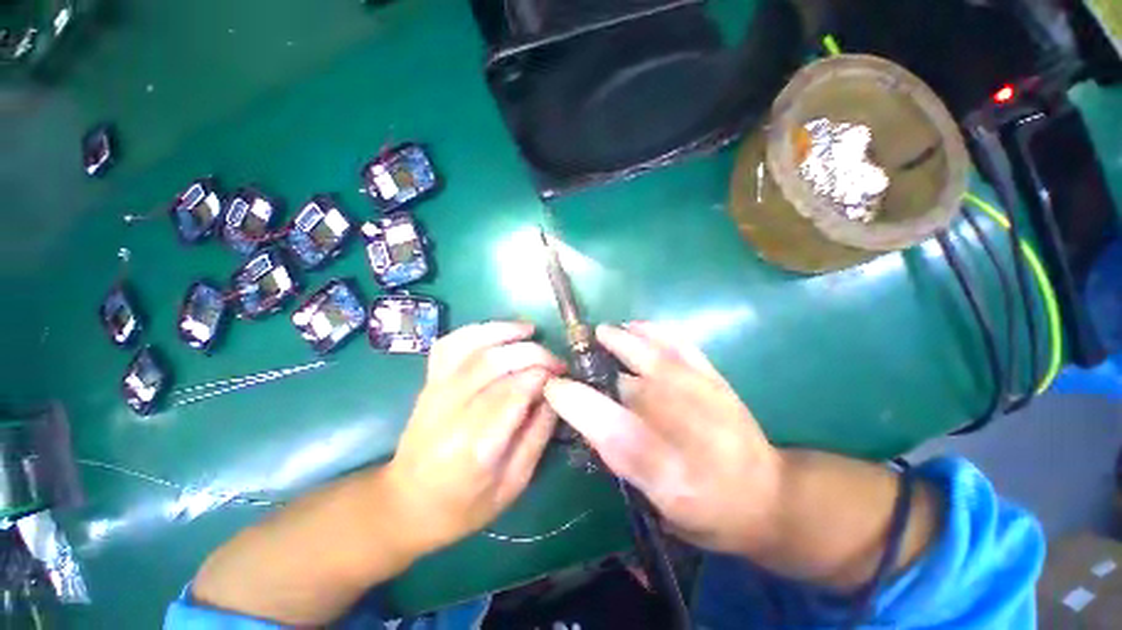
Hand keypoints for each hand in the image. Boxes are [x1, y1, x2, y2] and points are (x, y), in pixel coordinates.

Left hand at [383, 322, 565, 555]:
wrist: (405, 504)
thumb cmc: (463, 506)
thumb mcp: (513, 484)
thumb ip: (538, 435)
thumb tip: (555, 394)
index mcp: (475, 446)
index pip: (514, 391)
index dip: (543, 374)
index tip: (562, 374)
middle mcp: (451, 411)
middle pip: (495, 362)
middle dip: (532, 353)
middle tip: (554, 360)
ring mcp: (435, 392)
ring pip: (472, 345)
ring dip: (504, 331)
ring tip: (530, 330)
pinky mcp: (428, 382)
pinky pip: (450, 344)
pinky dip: (475, 330)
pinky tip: (497, 330)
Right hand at [543, 323, 782, 555]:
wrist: (766, 497)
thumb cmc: (707, 508)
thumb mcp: (659, 502)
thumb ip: (621, 460)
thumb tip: (590, 421)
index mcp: (664, 468)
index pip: (608, 428)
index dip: (574, 403)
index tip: (553, 389)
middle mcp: (682, 426)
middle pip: (625, 383)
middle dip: (592, 364)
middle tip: (574, 356)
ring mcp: (701, 393)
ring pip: (649, 355)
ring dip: (619, 340)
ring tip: (601, 334)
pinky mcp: (713, 377)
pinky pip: (678, 344)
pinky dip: (654, 331)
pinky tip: (637, 326)